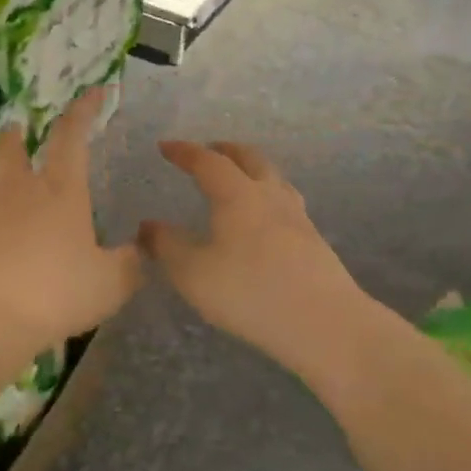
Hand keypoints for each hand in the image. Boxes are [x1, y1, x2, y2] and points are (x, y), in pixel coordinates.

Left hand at [0, 90, 142, 354]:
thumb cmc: (55, 294)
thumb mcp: (110, 285)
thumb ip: (128, 264)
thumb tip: (139, 251)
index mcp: (61, 191)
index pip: (72, 136)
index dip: (84, 110)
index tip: (94, 91)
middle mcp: (19, 188)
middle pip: (12, 147)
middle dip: (18, 134)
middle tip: (20, 130)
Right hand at [139, 141, 368, 374]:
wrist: (324, 323)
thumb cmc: (248, 292)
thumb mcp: (192, 273)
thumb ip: (166, 246)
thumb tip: (147, 226)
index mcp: (237, 195)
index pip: (207, 162)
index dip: (184, 151)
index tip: (165, 146)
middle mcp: (270, 196)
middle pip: (249, 159)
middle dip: (225, 150)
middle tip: (208, 150)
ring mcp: (297, 217)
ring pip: (274, 178)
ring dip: (252, 169)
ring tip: (239, 178)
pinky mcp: (314, 241)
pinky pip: (286, 203)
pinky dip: (267, 196)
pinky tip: (265, 218)